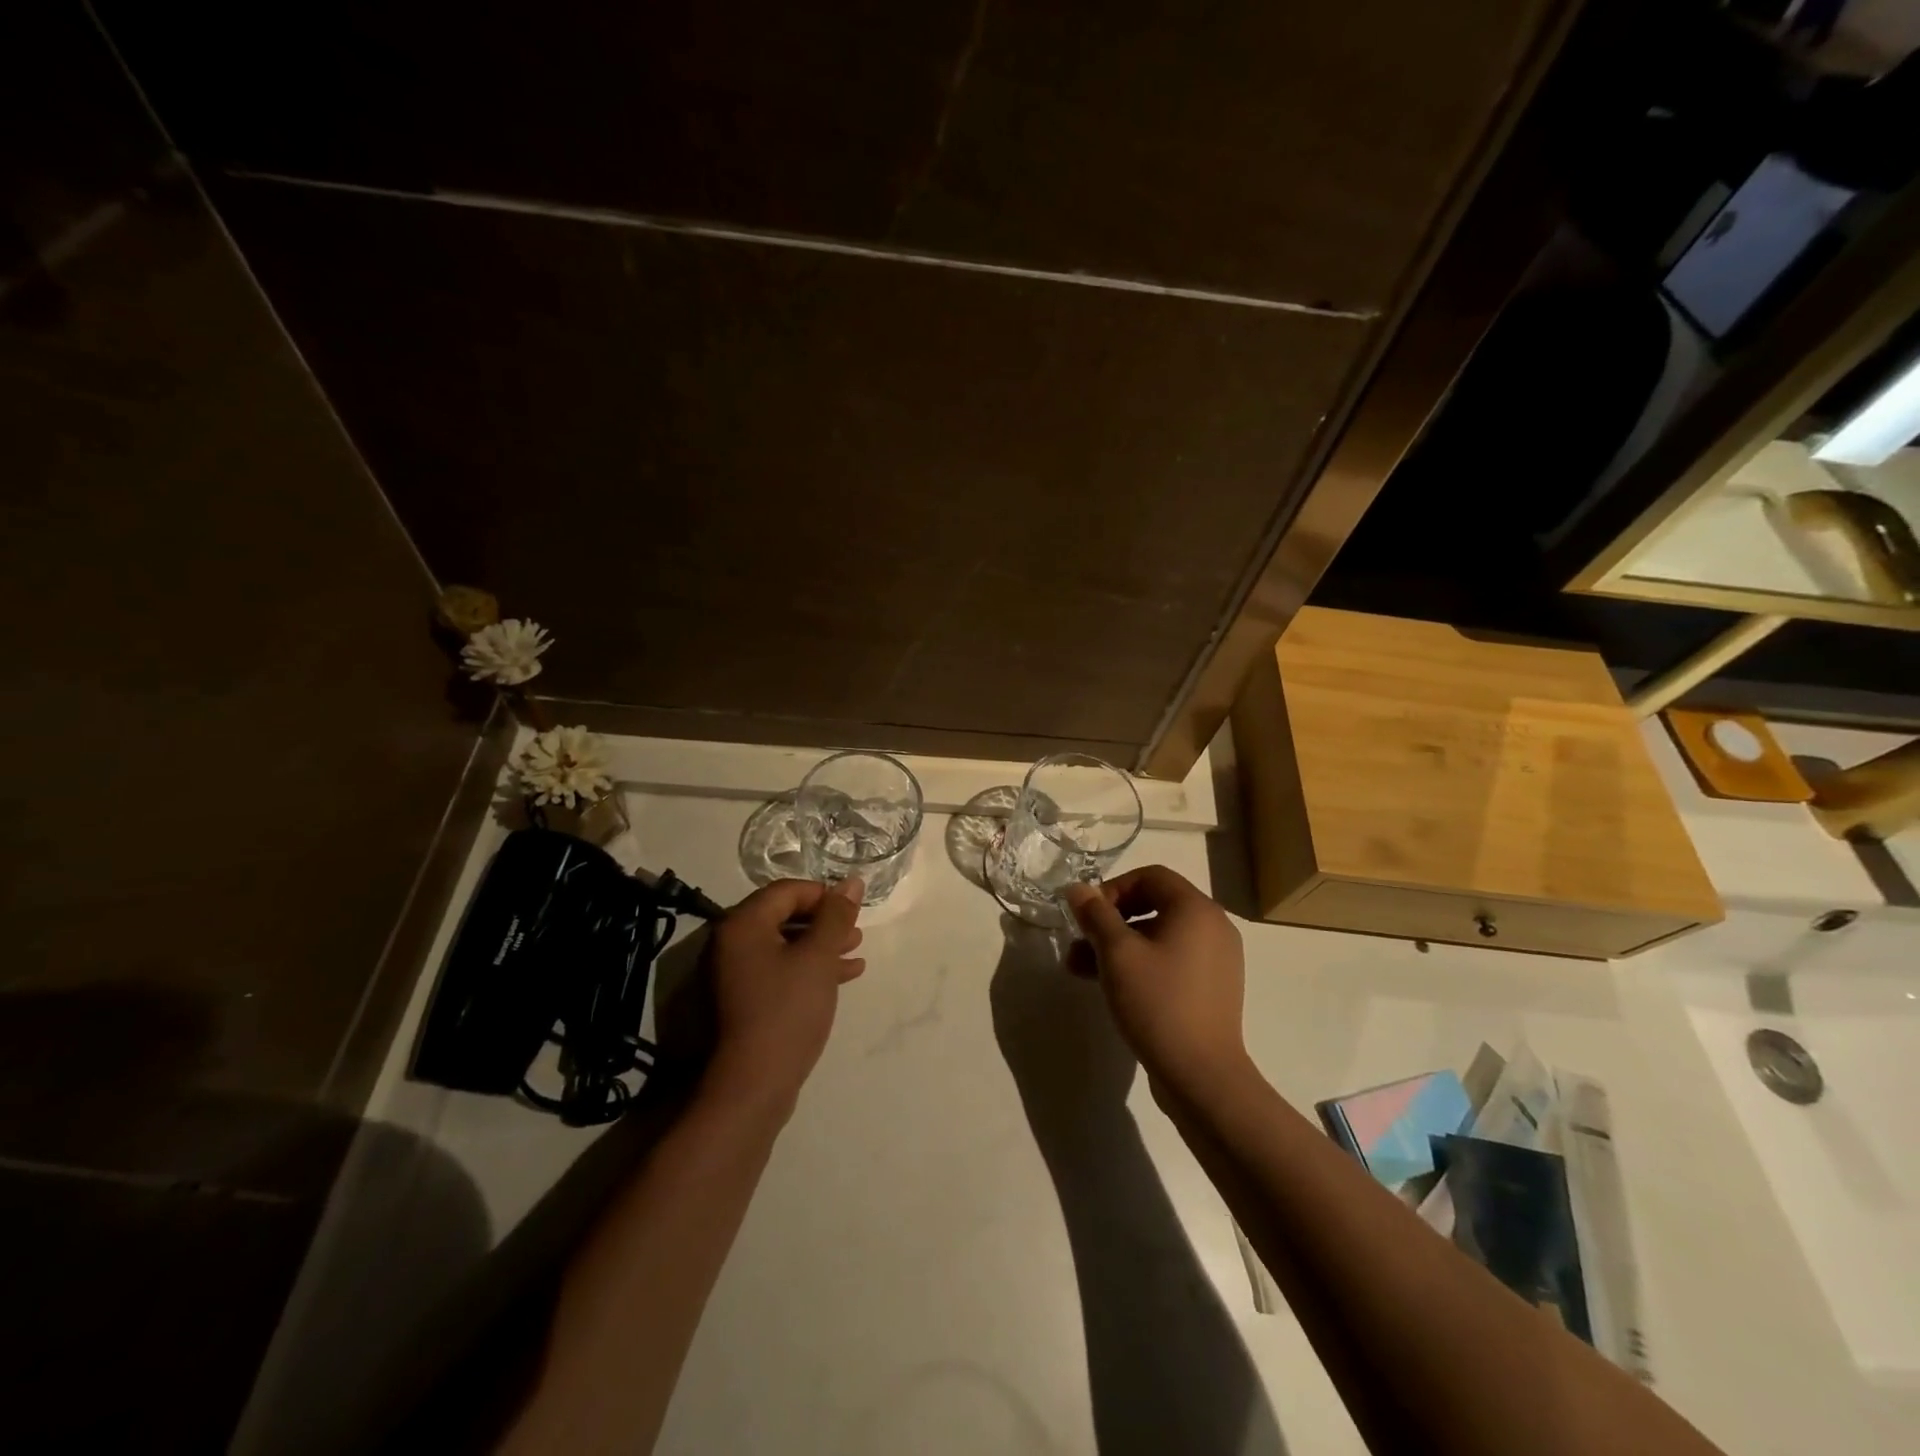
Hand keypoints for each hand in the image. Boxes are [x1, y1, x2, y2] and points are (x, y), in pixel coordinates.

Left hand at [703, 878, 865, 1116]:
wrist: (752, 1086)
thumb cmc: (787, 1010)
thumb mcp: (818, 957)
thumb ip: (836, 916)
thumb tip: (851, 882)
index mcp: (742, 924)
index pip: (786, 891)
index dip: (823, 894)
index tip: (852, 911)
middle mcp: (730, 943)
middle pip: (783, 916)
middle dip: (824, 922)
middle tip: (856, 933)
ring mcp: (733, 974)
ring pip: (784, 945)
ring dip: (820, 946)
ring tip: (855, 953)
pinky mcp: (742, 1001)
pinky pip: (778, 970)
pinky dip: (808, 968)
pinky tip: (842, 976)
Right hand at [1063, 866, 1248, 1091]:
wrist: (1201, 1076)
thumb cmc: (1158, 1003)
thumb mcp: (1117, 954)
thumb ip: (1095, 915)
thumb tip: (1077, 888)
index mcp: (1196, 909)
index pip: (1150, 876)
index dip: (1113, 888)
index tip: (1087, 915)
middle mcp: (1213, 927)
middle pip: (1153, 905)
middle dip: (1109, 922)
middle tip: (1079, 944)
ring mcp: (1216, 960)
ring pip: (1158, 937)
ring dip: (1118, 946)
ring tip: (1080, 971)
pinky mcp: (1212, 989)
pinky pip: (1171, 961)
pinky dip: (1140, 965)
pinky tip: (1111, 987)